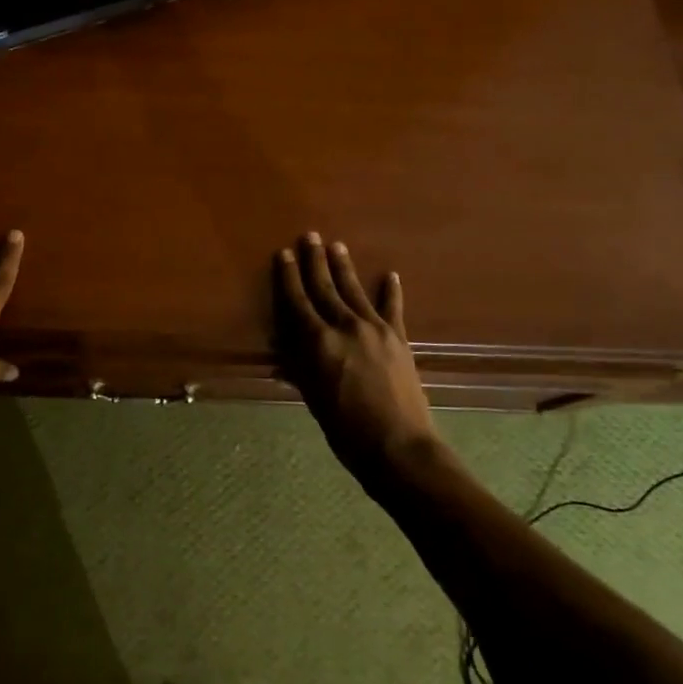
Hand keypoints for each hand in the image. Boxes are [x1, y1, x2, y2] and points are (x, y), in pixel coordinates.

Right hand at [274, 233, 434, 482]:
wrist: (400, 447)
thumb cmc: (346, 430)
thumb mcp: (313, 400)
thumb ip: (300, 369)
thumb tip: (283, 351)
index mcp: (318, 343)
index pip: (298, 302)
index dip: (289, 277)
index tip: (285, 254)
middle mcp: (345, 327)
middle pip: (326, 288)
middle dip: (316, 261)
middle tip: (310, 236)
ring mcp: (375, 330)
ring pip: (355, 291)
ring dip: (344, 268)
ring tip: (337, 246)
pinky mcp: (399, 339)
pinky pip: (393, 309)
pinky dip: (391, 291)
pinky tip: (390, 274)